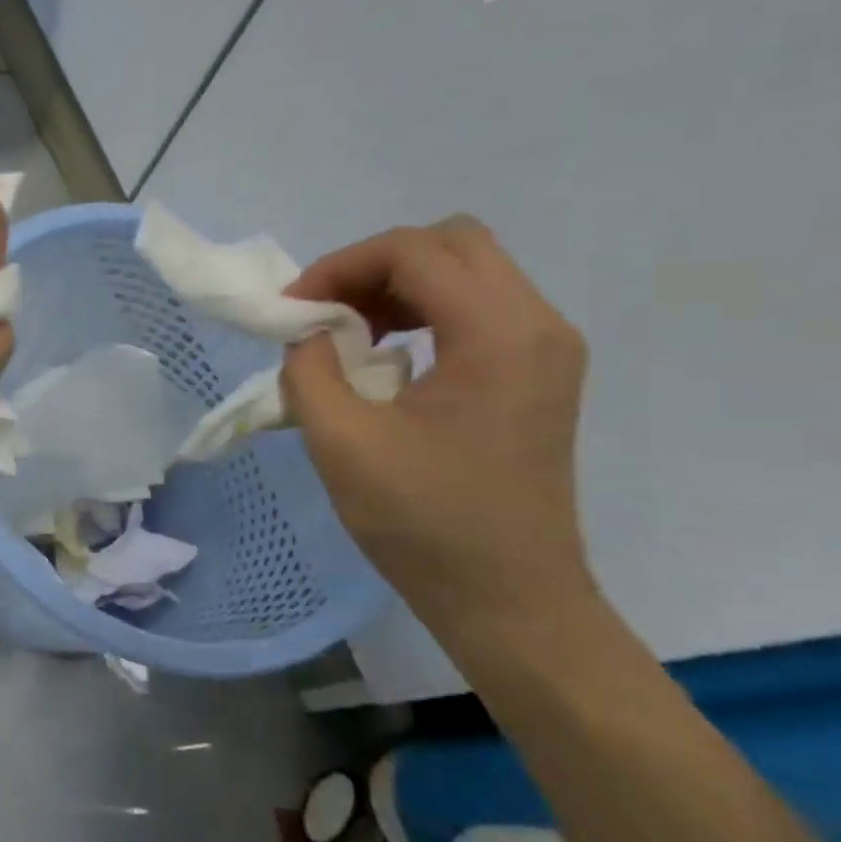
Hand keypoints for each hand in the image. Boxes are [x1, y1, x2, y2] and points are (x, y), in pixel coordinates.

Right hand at [281, 215, 595, 635]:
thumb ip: (309, 368)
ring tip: (349, 335)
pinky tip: (387, 358)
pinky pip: (478, 308)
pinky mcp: (538, 374)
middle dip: (374, 265)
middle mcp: (538, 325)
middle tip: (325, 312)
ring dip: (397, 287)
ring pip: (467, 271)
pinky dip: (422, 312)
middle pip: (451, 243)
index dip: (341, 265)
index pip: (414, 251)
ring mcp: (546, 349)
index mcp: (498, 335)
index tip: (294, 310)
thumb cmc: (425, 522)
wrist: (509, 599)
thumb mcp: (341, 441)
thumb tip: (309, 332)